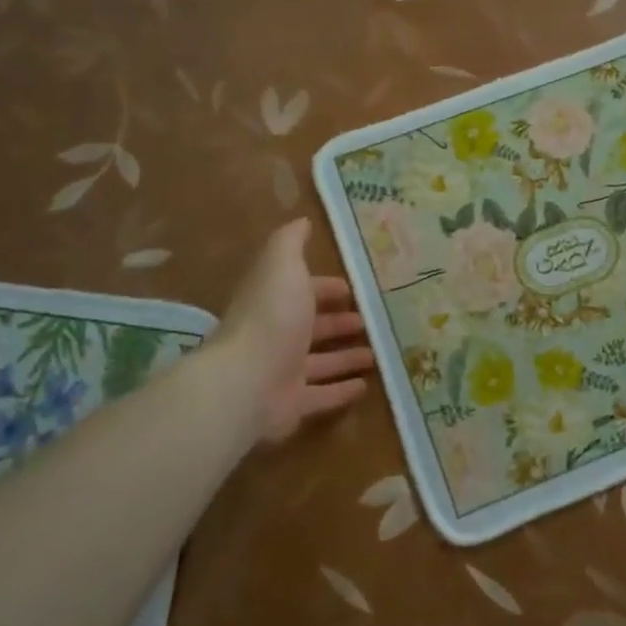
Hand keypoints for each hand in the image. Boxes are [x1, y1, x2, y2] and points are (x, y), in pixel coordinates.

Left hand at [214, 219, 375, 445]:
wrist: (247, 382)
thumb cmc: (271, 317)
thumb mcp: (283, 266)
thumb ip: (291, 243)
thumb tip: (302, 220)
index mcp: (275, 302)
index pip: (303, 291)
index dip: (326, 288)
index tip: (353, 289)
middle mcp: (277, 336)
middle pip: (312, 327)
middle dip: (339, 322)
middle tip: (370, 321)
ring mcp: (283, 373)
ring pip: (320, 363)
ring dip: (346, 357)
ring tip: (378, 353)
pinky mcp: (292, 405)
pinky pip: (322, 397)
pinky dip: (342, 391)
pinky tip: (366, 386)